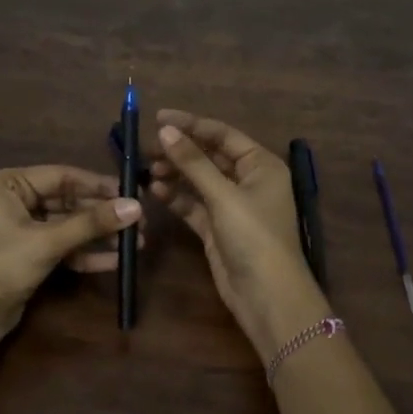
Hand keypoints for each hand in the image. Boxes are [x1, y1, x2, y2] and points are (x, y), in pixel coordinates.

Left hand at [0, 165, 142, 360]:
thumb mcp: (47, 242)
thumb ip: (91, 223)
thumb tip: (136, 207)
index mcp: (6, 184)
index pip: (62, 176)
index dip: (98, 185)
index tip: (132, 193)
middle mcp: (12, 200)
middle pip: (67, 202)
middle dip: (102, 215)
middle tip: (140, 222)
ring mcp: (20, 230)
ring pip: (67, 227)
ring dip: (98, 236)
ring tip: (135, 244)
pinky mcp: (27, 256)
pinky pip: (62, 247)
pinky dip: (85, 254)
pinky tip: (115, 261)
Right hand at [149, 109, 329, 361]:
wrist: (266, 295)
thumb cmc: (254, 236)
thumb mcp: (224, 195)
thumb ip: (193, 162)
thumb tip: (166, 130)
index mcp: (261, 165)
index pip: (222, 135)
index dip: (191, 124)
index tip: (158, 118)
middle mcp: (248, 181)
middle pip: (209, 157)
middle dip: (179, 151)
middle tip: (146, 148)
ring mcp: (232, 206)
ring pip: (198, 181)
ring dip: (175, 174)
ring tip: (147, 170)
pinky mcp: (217, 228)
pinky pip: (193, 204)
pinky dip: (176, 197)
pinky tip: (154, 191)